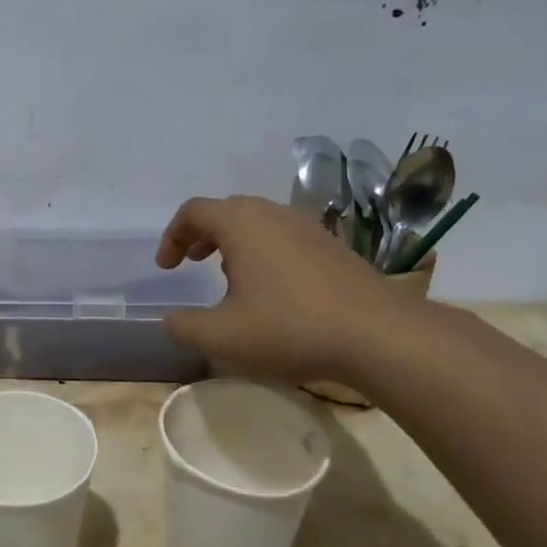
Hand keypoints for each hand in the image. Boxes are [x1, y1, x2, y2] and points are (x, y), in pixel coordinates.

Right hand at [156, 194, 412, 381]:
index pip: (193, 211)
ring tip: (227, 276)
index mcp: (241, 224)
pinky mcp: (332, 246)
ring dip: (233, 242)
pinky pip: (284, 236)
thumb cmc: (290, 327)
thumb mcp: (222, 336)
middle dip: (201, 234)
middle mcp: (272, 214)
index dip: (171, 236)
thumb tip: (170, 319)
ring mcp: (307, 228)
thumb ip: (184, 327)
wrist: (379, 334)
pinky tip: (270, 289)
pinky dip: (263, 251)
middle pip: (226, 210)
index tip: (167, 268)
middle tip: (191, 263)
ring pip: (257, 222)